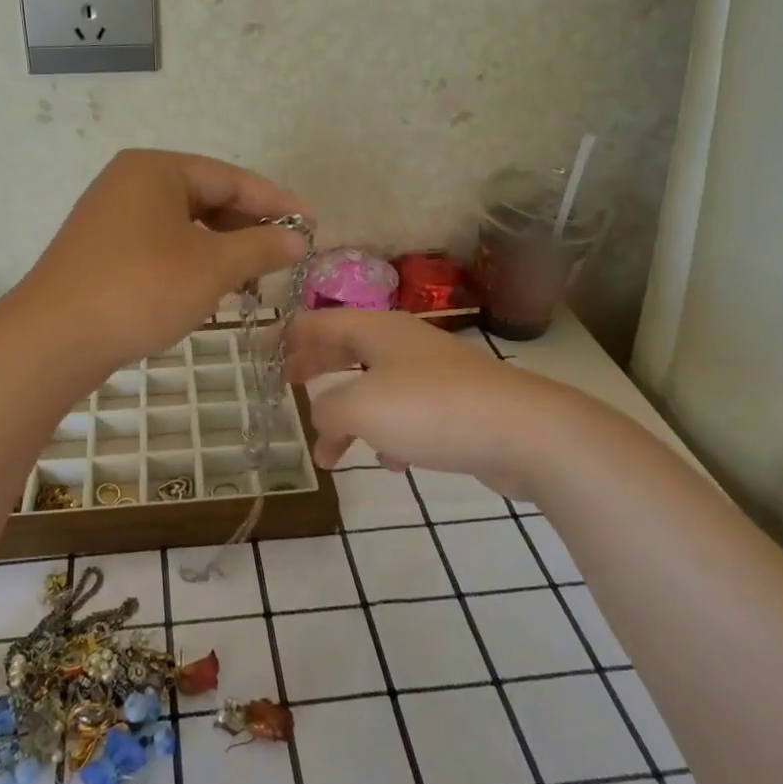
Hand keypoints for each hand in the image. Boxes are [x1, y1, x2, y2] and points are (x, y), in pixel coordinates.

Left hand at [21, 150, 309, 373]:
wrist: (54, 339)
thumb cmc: (141, 289)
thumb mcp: (211, 267)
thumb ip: (260, 247)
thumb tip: (297, 238)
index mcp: (156, 169)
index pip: (231, 178)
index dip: (276, 203)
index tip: (311, 227)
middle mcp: (130, 183)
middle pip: (206, 198)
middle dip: (248, 228)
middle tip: (284, 257)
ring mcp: (111, 218)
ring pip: (183, 226)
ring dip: (221, 250)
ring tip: (253, 278)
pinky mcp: (101, 252)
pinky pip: (160, 246)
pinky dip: (191, 263)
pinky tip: (209, 289)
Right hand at [287, 309, 547, 498]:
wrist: (524, 433)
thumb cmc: (431, 409)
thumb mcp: (361, 407)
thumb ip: (327, 410)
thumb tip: (323, 419)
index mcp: (377, 330)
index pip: (318, 322)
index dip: (285, 336)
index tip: (258, 353)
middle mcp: (403, 344)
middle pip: (346, 349)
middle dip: (315, 369)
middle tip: (287, 385)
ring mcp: (433, 373)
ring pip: (375, 386)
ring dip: (349, 415)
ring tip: (331, 451)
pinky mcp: (456, 405)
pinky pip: (407, 414)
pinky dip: (388, 433)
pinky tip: (390, 461)